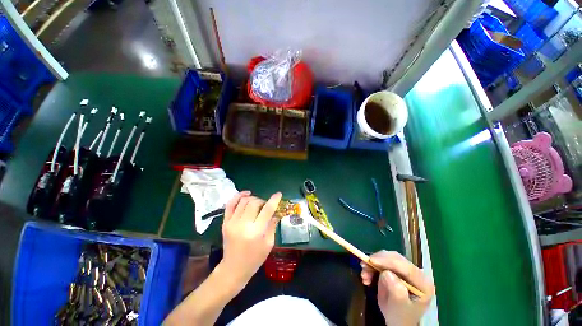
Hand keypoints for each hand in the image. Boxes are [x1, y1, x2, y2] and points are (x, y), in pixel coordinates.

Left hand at [220, 191, 281, 288]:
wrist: (233, 269)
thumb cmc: (254, 258)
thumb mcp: (269, 243)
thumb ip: (272, 225)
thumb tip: (276, 212)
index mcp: (255, 232)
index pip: (267, 210)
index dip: (274, 200)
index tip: (279, 194)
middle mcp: (243, 225)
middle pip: (254, 202)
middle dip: (262, 201)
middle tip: (265, 206)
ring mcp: (232, 223)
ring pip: (244, 201)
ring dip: (253, 199)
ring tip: (257, 203)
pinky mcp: (225, 222)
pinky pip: (230, 204)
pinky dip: (238, 196)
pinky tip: (246, 194)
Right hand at [360, 250, 434, 325]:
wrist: (397, 320)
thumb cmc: (400, 316)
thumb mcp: (399, 307)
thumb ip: (396, 290)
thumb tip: (386, 273)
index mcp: (423, 283)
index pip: (406, 267)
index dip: (388, 261)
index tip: (371, 260)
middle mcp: (416, 273)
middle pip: (395, 258)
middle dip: (377, 261)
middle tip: (364, 266)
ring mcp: (406, 270)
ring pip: (386, 257)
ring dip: (372, 264)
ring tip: (364, 275)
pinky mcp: (396, 269)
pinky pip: (382, 261)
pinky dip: (372, 266)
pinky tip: (367, 275)